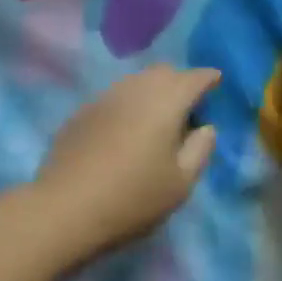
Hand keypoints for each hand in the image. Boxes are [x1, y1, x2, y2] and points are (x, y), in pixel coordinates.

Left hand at [33, 66, 219, 257]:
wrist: (65, 207)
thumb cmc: (133, 198)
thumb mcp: (180, 183)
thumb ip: (199, 149)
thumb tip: (205, 127)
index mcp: (165, 102)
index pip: (193, 78)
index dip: (208, 78)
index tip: (216, 82)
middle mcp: (134, 89)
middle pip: (163, 72)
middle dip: (180, 81)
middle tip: (189, 106)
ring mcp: (103, 98)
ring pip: (135, 81)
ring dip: (152, 91)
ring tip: (158, 118)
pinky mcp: (81, 112)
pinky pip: (114, 97)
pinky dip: (128, 104)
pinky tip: (126, 129)